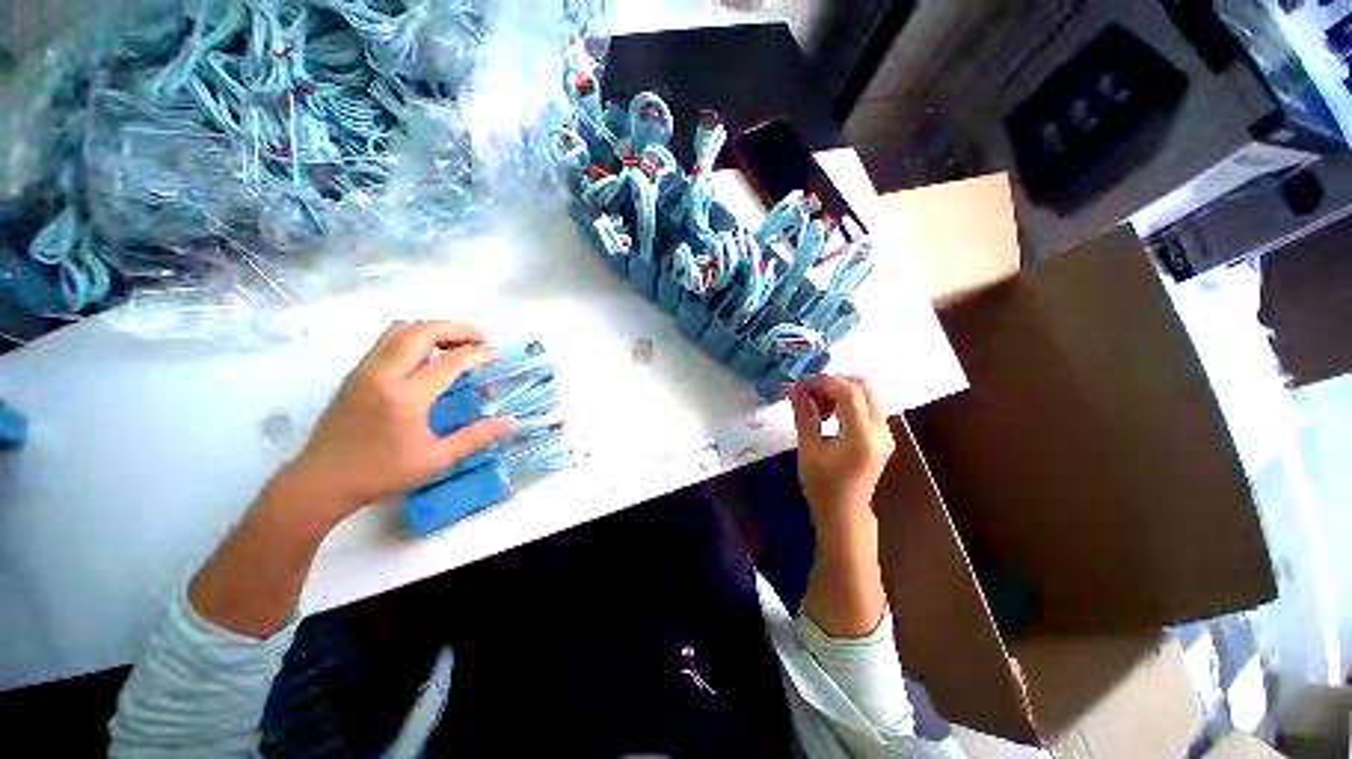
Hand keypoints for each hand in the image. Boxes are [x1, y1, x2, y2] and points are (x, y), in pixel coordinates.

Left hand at [285, 321, 516, 523]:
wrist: (320, 481)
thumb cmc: (381, 474)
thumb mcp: (436, 460)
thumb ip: (476, 437)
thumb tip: (512, 422)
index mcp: (406, 397)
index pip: (449, 361)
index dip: (477, 353)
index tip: (496, 353)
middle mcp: (383, 374)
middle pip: (422, 332)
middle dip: (456, 329)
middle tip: (481, 338)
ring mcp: (365, 369)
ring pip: (401, 329)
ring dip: (433, 328)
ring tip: (457, 340)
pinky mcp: (356, 373)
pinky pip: (387, 339)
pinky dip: (414, 335)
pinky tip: (428, 353)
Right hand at [789, 375, 894, 548]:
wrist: (844, 513)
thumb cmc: (822, 485)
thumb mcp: (808, 448)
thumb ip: (804, 414)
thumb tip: (793, 387)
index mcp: (862, 436)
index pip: (849, 392)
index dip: (825, 381)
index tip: (802, 383)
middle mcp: (881, 431)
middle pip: (864, 387)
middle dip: (835, 382)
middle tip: (810, 390)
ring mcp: (886, 434)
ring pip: (868, 395)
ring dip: (842, 391)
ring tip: (818, 404)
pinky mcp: (884, 437)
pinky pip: (869, 407)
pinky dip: (849, 402)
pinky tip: (830, 413)